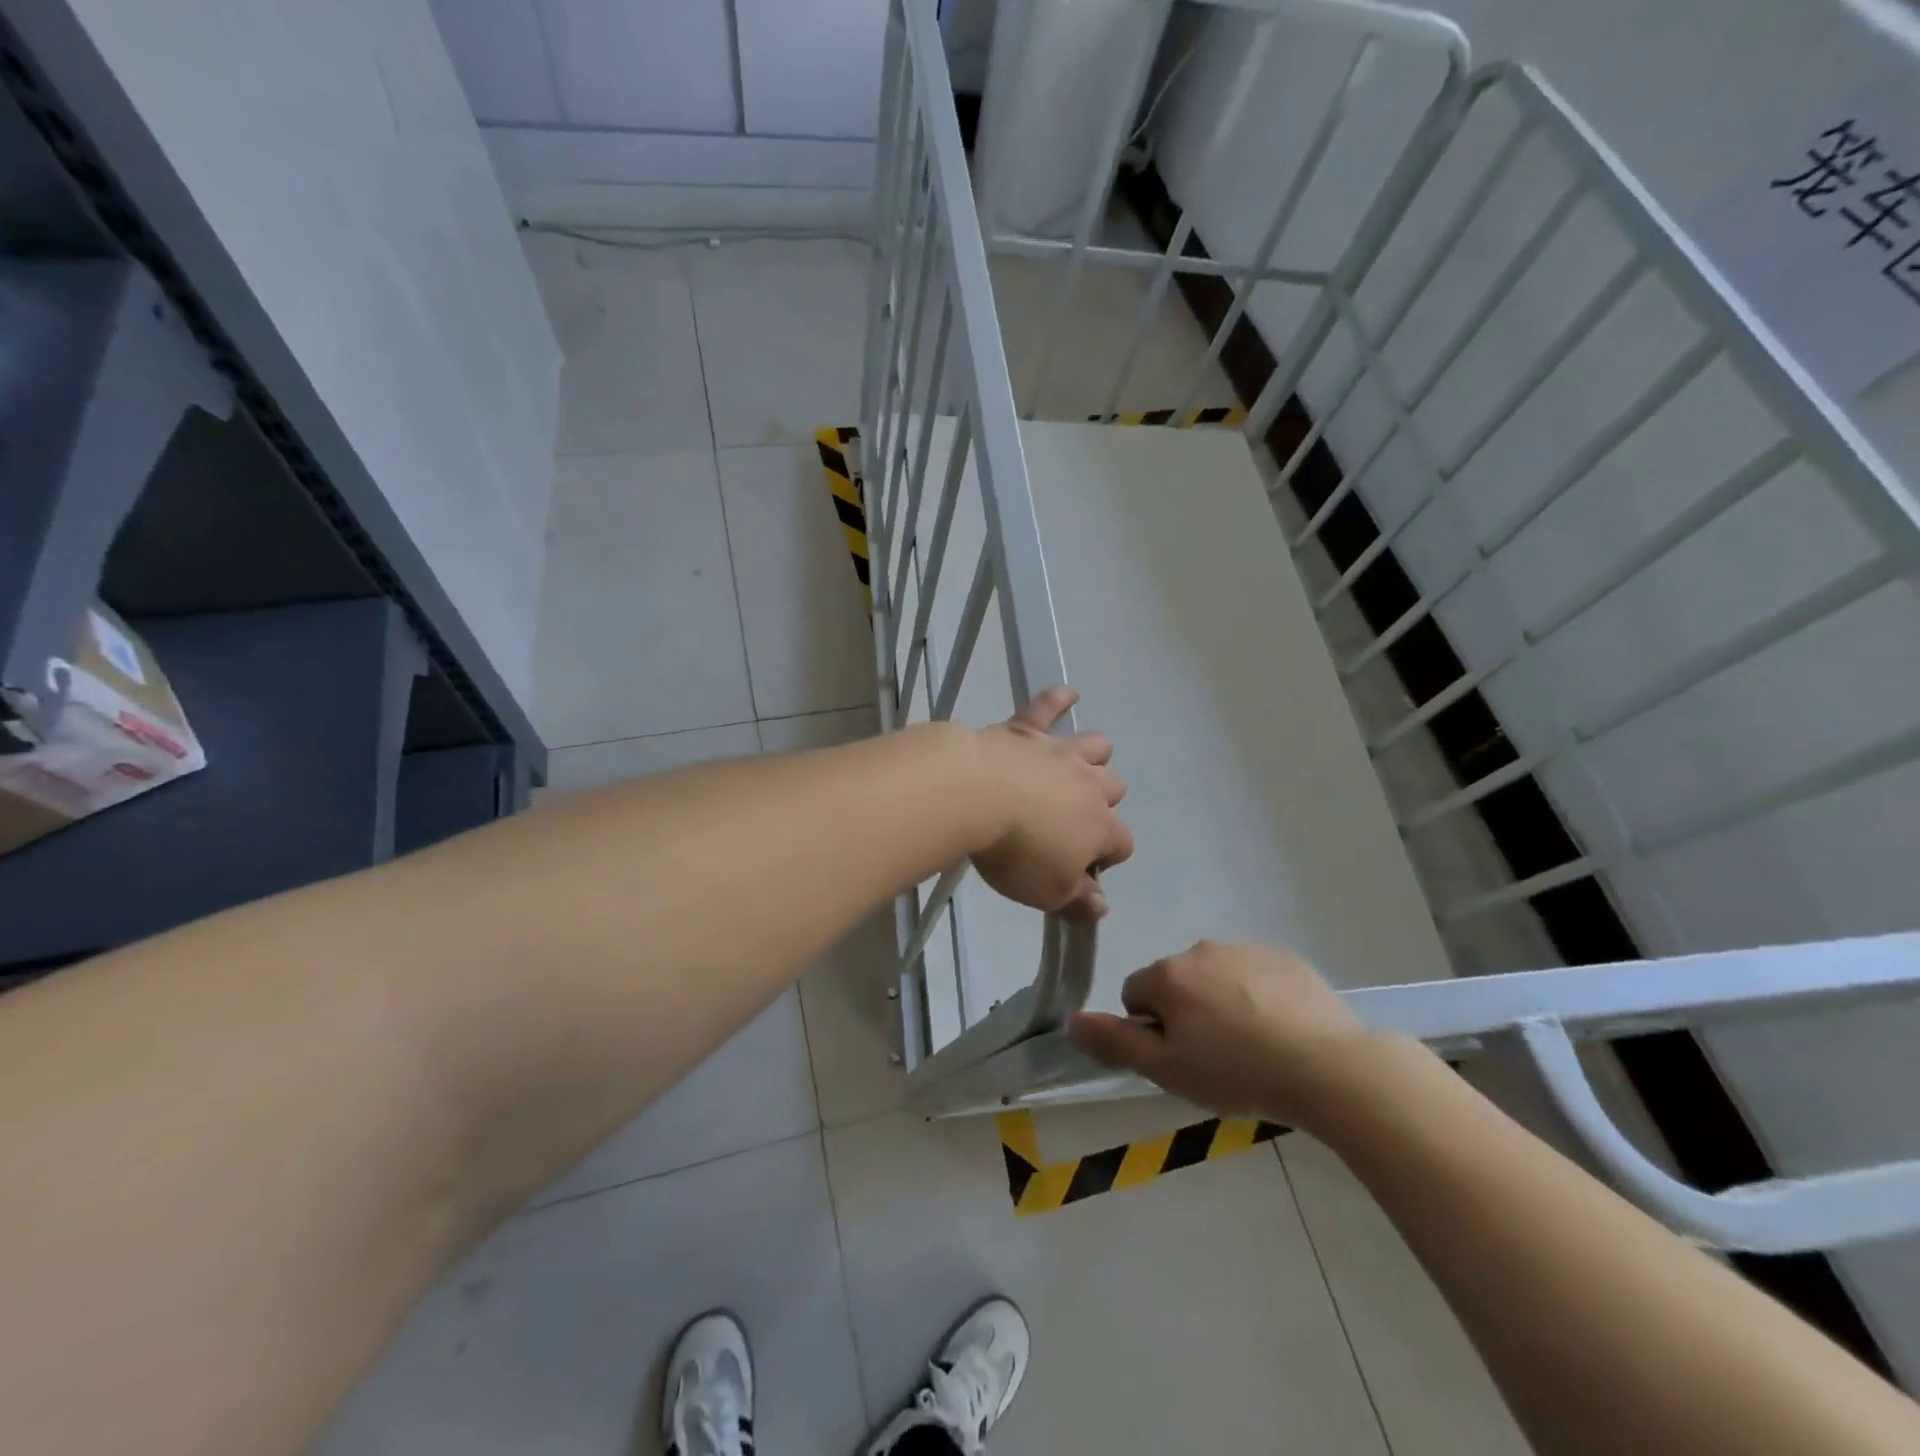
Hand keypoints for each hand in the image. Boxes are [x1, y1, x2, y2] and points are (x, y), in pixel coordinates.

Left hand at [970, 687, 1132, 918]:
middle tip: (1076, 818)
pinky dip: (1059, 699)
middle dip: (1105, 803)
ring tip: (1084, 763)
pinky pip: (1048, 706)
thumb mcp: (1048, 892)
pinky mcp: (1026, 729)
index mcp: (1100, 827)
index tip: (1082, 870)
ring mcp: (1059, 753)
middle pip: (1115, 788)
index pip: (1122, 843)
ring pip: (1095, 746)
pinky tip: (1068, 693)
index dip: (1108, 857)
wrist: (976, 795)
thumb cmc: (1016, 852)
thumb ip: (1078, 899)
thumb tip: (1102, 906)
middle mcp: (1089, 785)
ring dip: (1094, 755)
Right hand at [1067, 941, 1376, 1126]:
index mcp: (1168, 974)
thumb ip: (1113, 1042)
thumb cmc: (1236, 1072)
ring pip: (1215, 977)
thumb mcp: (1166, 1070)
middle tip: (1216, 1058)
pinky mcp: (1284, 957)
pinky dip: (1257, 996)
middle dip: (1186, 1013)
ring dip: (1220, 1003)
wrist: (1328, 1067)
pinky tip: (1280, 1030)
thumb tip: (1070, 1019)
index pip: (1136, 995)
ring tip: (1253, 1047)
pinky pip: (1254, 975)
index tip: (1181, 1059)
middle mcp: (1200, 949)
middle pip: (1176, 982)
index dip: (1151, 1031)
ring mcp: (1246, 949)